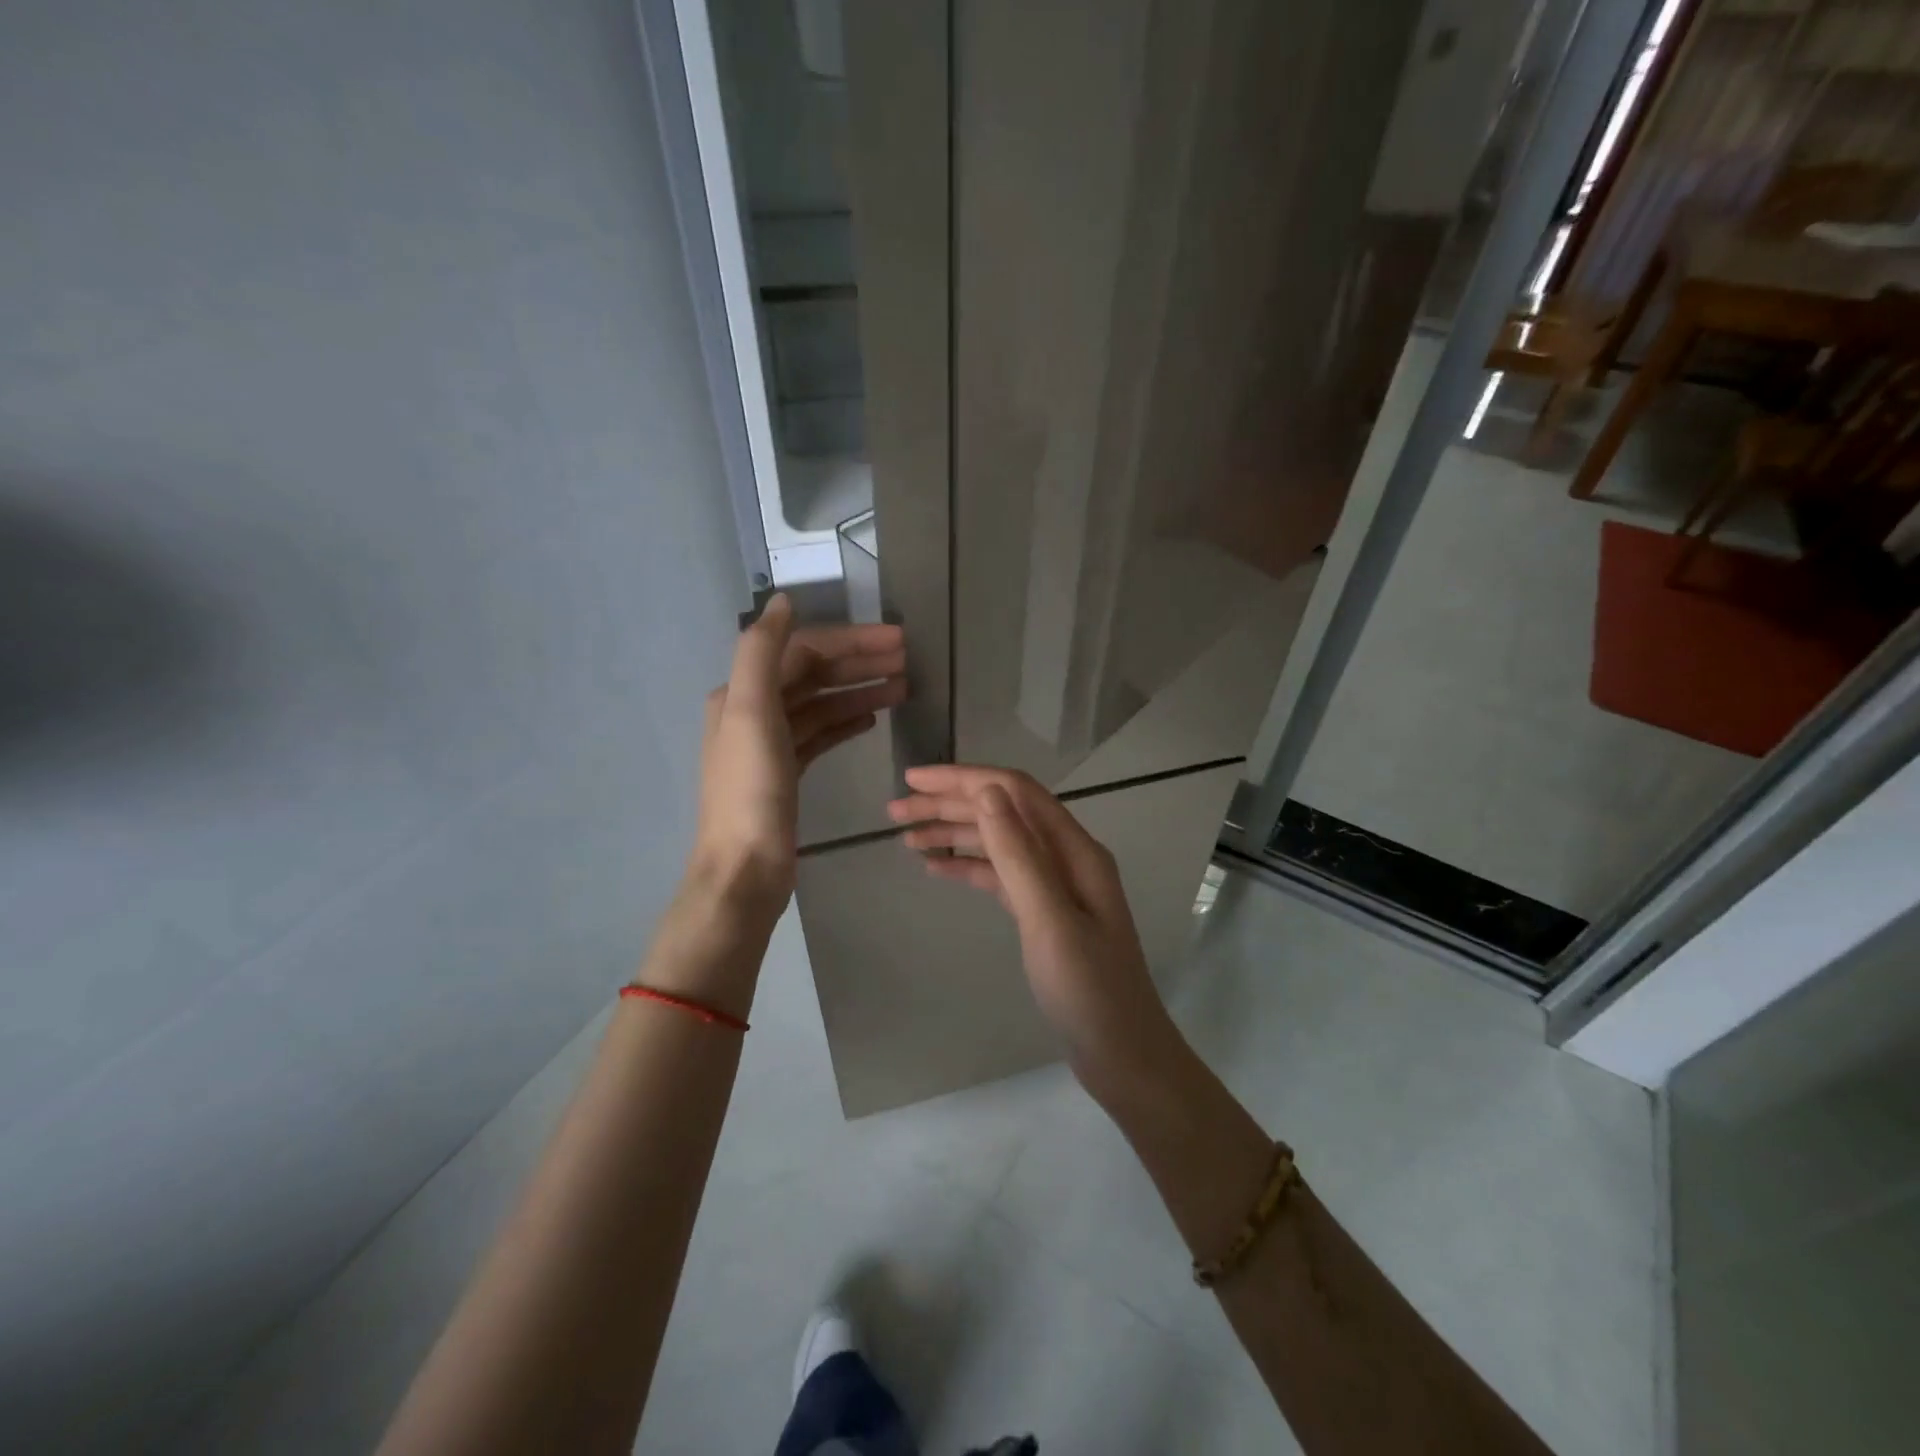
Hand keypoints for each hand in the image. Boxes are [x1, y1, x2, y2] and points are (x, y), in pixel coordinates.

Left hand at [689, 594, 905, 921]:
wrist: (744, 869)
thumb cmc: (751, 792)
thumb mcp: (751, 714)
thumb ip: (761, 651)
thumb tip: (784, 602)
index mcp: (742, 692)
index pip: (803, 651)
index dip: (850, 641)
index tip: (898, 640)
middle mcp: (753, 711)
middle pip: (813, 674)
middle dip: (860, 662)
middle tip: (908, 659)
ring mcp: (770, 744)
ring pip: (821, 704)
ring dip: (860, 691)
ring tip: (903, 688)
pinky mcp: (787, 773)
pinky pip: (821, 734)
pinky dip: (846, 721)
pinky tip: (873, 718)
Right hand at [887, 765, 1178, 1086]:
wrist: (1123, 1055)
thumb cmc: (1088, 990)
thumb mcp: (1049, 919)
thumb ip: (1019, 854)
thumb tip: (987, 790)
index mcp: (1075, 849)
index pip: (1013, 791)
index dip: (963, 779)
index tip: (913, 779)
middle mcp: (1066, 857)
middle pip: (1003, 813)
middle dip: (950, 804)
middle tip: (895, 812)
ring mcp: (1056, 886)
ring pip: (998, 843)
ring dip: (954, 834)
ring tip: (906, 839)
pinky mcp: (1044, 913)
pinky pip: (1000, 876)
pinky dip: (968, 867)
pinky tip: (936, 869)